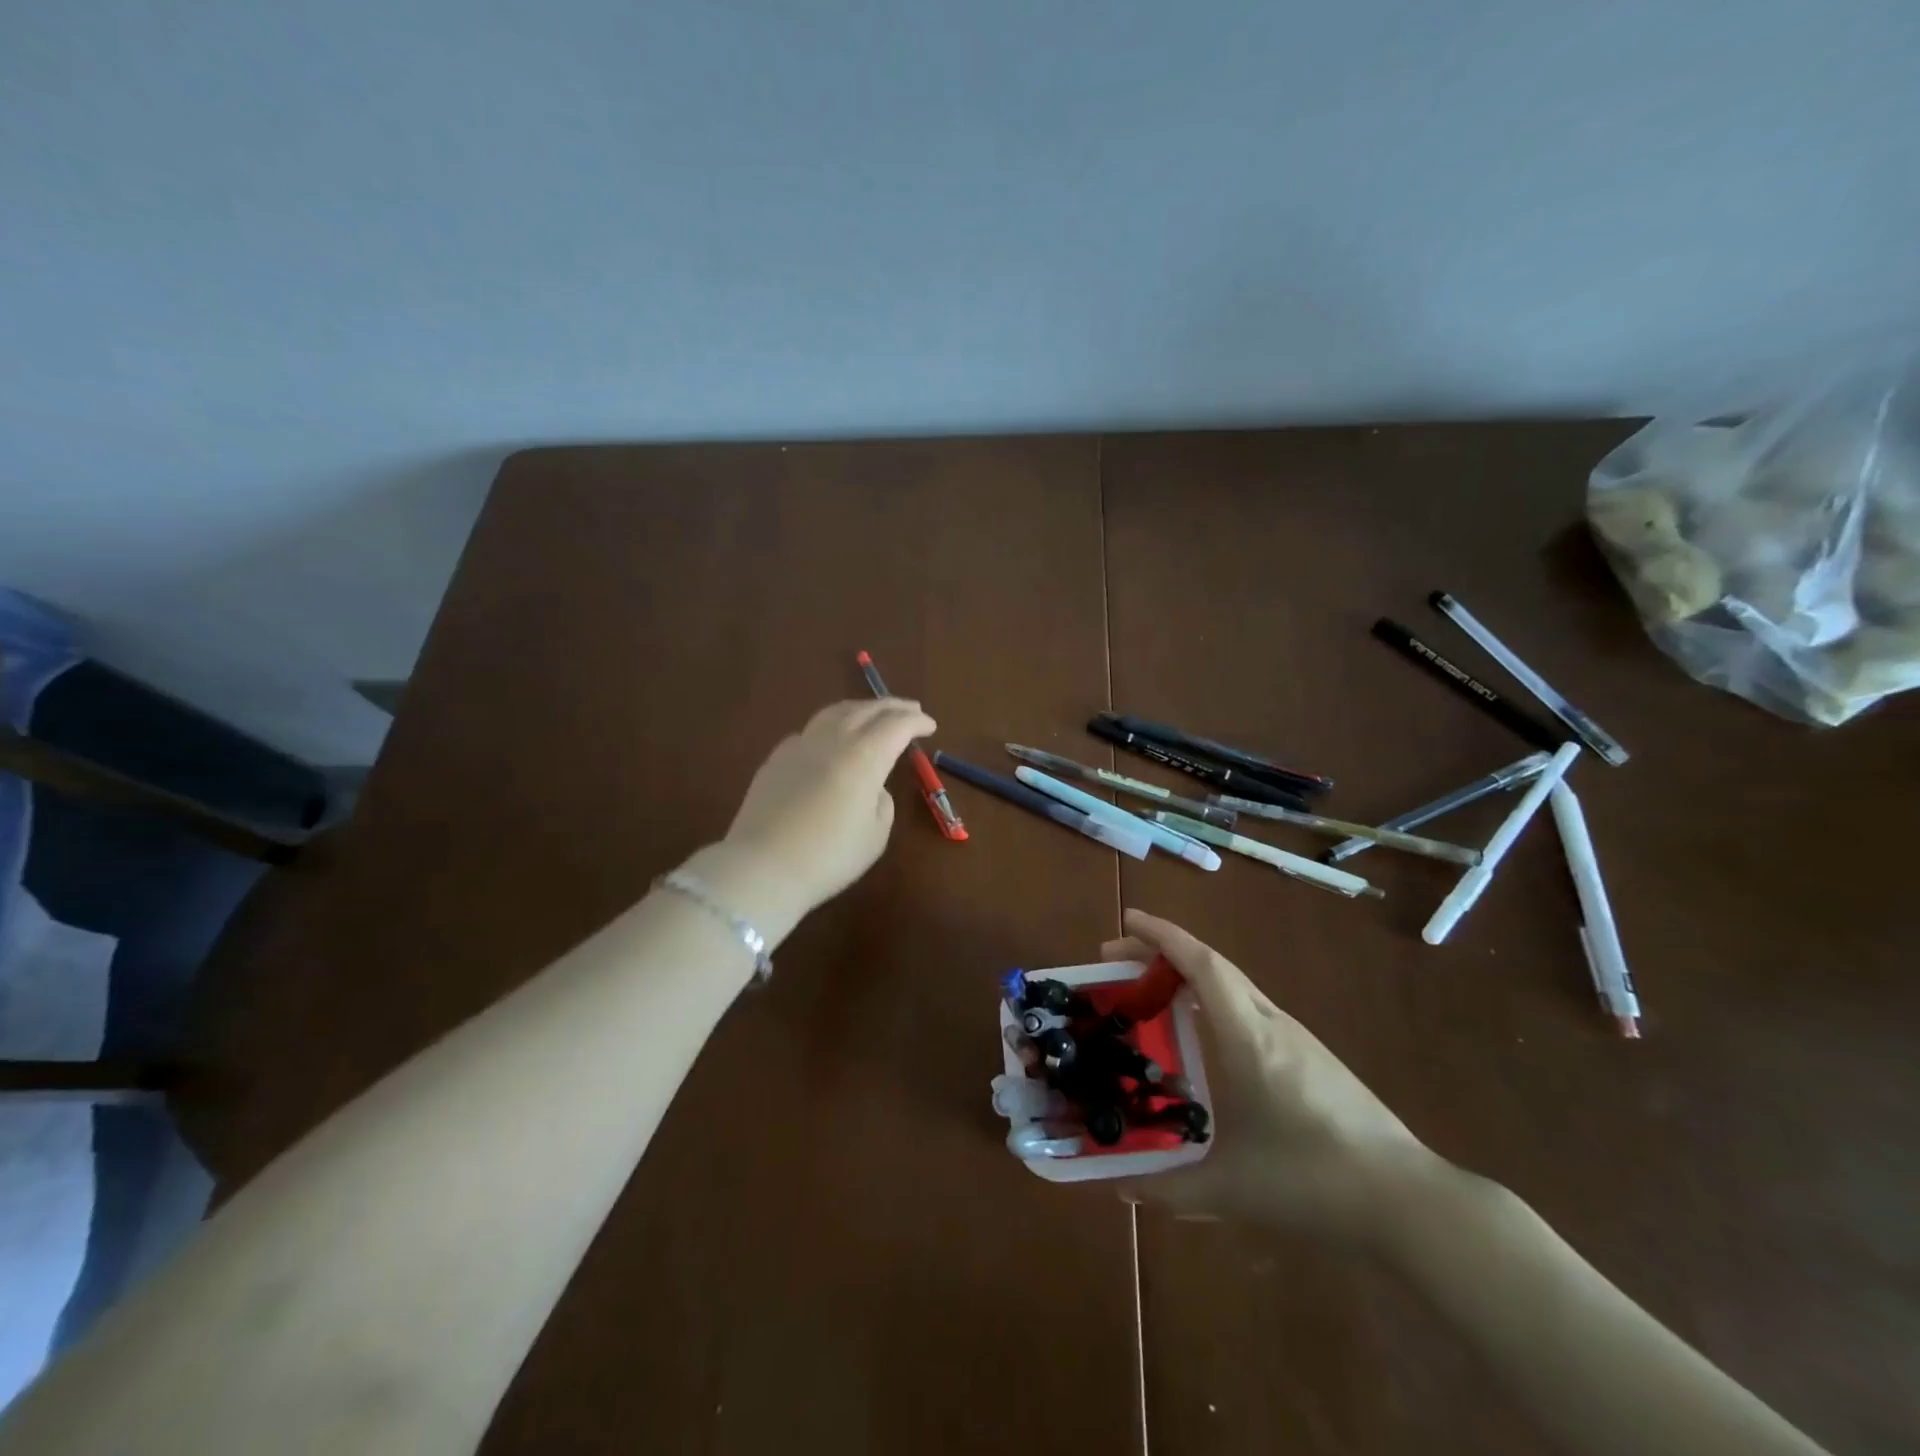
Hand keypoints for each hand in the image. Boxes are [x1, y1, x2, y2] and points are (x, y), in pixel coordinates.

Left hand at [718, 697, 936, 920]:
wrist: (762, 867)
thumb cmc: (829, 856)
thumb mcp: (876, 835)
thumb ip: (881, 802)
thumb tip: (872, 786)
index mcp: (865, 756)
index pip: (897, 725)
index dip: (917, 722)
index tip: (930, 725)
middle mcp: (833, 740)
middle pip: (867, 710)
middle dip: (893, 706)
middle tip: (911, 709)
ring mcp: (800, 745)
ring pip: (835, 712)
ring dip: (861, 708)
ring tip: (873, 714)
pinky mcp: (776, 758)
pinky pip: (810, 730)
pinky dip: (831, 726)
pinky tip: (832, 740)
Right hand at [1104, 910, 1442, 1245]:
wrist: (1408, 1201)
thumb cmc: (1312, 1181)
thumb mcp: (1231, 1190)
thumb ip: (1169, 1187)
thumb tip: (1117, 1188)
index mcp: (1248, 1037)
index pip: (1201, 965)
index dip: (1161, 936)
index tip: (1126, 920)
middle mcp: (1271, 1023)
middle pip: (1212, 966)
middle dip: (1163, 952)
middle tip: (1117, 962)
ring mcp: (1296, 1038)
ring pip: (1233, 986)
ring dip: (1189, 976)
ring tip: (1151, 994)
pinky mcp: (1312, 1057)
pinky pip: (1249, 1009)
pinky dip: (1213, 1001)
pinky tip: (1203, 1036)